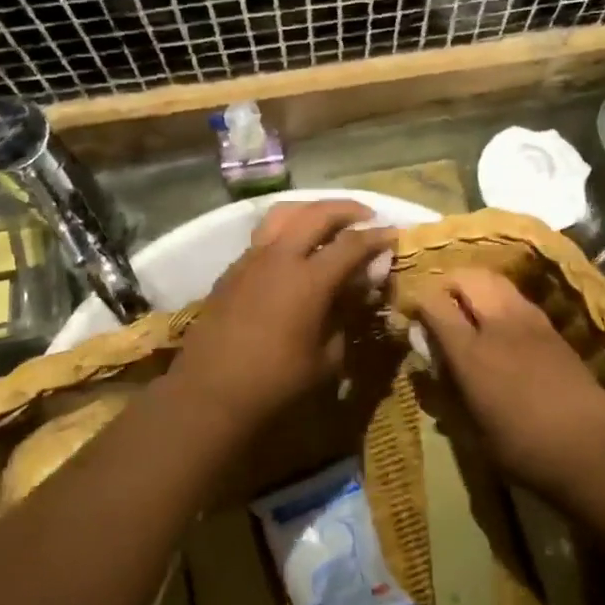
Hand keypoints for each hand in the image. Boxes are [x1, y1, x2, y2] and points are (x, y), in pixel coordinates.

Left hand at [170, 200, 395, 431]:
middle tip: (367, 216)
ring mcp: (252, 258)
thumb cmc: (276, 383)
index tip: (394, 235)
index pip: (352, 244)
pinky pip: (264, 235)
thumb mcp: (327, 358)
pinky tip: (294, 249)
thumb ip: (347, 314)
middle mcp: (280, 257)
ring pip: (285, 213)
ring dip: (313, 210)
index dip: (377, 237)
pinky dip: (287, 229)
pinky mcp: (233, 269)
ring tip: (329, 220)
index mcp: (309, 279)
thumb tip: (360, 287)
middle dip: (348, 209)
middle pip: (318, 213)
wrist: (209, 394)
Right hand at [406, 270, 604, 493]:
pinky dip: (500, 296)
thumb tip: (432, 367)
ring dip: (476, 284)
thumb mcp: (473, 434)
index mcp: (471, 353)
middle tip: (441, 302)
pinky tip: (501, 319)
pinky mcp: (550, 325)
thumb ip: (448, 393)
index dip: (418, 303)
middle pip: (467, 278)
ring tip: (469, 304)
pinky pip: (516, 296)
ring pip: (494, 279)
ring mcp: (528, 320)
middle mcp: (497, 325)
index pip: (434, 304)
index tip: (413, 314)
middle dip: (448, 283)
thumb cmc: (524, 450)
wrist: (591, 448)